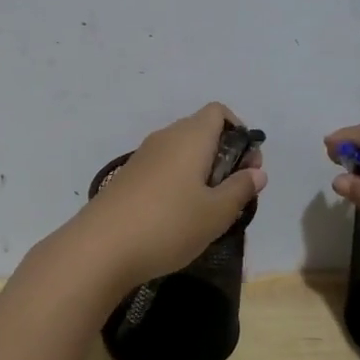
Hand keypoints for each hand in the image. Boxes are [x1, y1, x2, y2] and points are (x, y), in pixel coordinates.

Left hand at [65, 103, 266, 294]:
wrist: (100, 248)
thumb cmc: (168, 225)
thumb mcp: (216, 213)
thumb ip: (240, 189)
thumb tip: (258, 171)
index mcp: (191, 136)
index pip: (219, 112)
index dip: (239, 132)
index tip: (247, 166)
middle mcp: (166, 137)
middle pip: (202, 131)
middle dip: (224, 156)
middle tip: (233, 194)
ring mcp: (143, 157)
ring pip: (182, 152)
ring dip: (201, 172)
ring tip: (209, 210)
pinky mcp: (128, 177)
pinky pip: (164, 168)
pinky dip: (179, 183)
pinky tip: (179, 217)